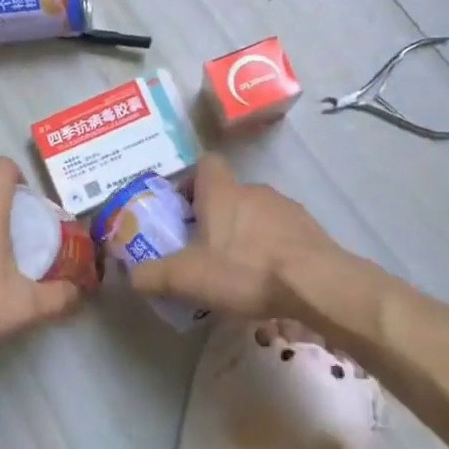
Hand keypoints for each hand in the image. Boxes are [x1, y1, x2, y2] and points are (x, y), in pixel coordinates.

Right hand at [130, 154, 380, 322]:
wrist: (316, 284)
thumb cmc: (244, 270)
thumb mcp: (188, 278)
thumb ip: (154, 275)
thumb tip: (132, 277)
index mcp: (221, 191)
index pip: (206, 164)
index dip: (192, 181)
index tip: (184, 209)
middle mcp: (253, 190)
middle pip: (229, 192)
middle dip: (216, 216)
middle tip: (205, 249)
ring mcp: (286, 208)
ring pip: (257, 213)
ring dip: (246, 233)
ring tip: (240, 270)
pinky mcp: (311, 230)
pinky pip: (283, 233)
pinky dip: (273, 249)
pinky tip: (270, 280)